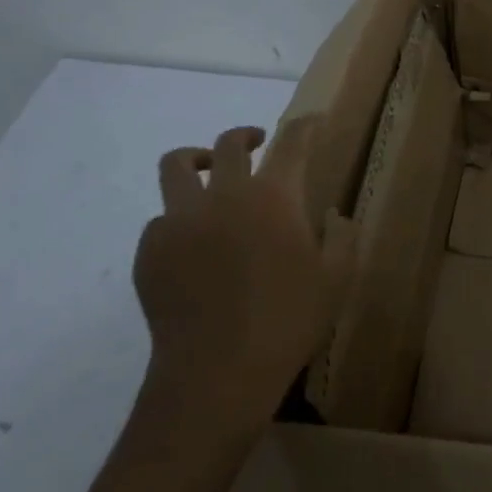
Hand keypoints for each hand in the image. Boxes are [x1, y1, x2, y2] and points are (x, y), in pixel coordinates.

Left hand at [132, 118, 356, 418]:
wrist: (217, 371)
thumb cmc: (288, 320)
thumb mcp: (337, 279)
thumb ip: (341, 237)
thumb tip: (333, 214)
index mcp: (273, 197)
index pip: (292, 142)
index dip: (304, 125)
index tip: (312, 119)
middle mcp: (224, 196)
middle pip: (228, 144)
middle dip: (245, 136)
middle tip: (255, 142)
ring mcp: (180, 220)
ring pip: (176, 166)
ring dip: (194, 160)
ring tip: (204, 170)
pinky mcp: (150, 250)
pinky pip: (161, 218)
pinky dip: (178, 219)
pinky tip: (191, 244)